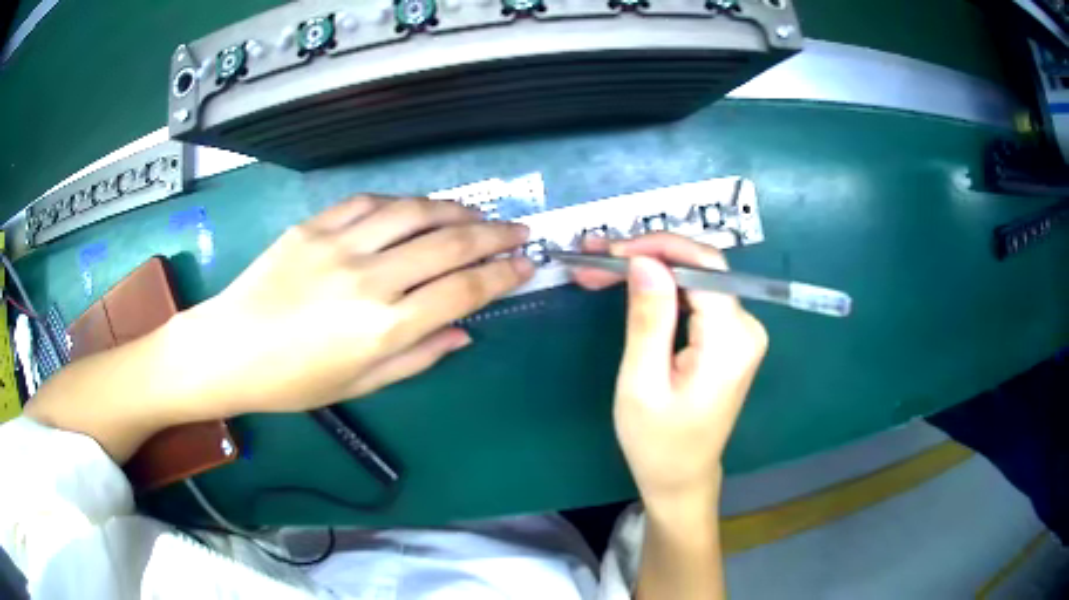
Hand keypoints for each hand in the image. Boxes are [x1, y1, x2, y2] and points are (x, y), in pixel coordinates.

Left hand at [180, 195, 533, 416]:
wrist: (229, 349)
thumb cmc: (294, 382)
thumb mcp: (361, 384)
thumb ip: (419, 356)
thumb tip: (465, 332)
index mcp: (384, 329)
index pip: (463, 291)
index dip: (503, 275)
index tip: (527, 265)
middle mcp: (369, 280)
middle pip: (449, 245)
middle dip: (495, 236)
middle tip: (520, 231)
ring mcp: (339, 245)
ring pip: (415, 212)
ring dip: (456, 210)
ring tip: (479, 215)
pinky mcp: (315, 226)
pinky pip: (371, 202)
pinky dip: (403, 203)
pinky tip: (418, 208)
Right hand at [571, 234, 766, 504]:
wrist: (681, 477)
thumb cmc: (657, 442)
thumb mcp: (642, 383)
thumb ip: (649, 319)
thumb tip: (645, 261)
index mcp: (731, 340)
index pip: (703, 266)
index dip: (658, 248)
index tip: (610, 252)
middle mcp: (746, 328)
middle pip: (700, 268)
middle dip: (647, 256)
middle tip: (594, 260)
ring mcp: (740, 332)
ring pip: (695, 278)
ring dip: (650, 269)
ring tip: (602, 270)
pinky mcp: (729, 337)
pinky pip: (697, 297)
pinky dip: (662, 288)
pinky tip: (630, 286)